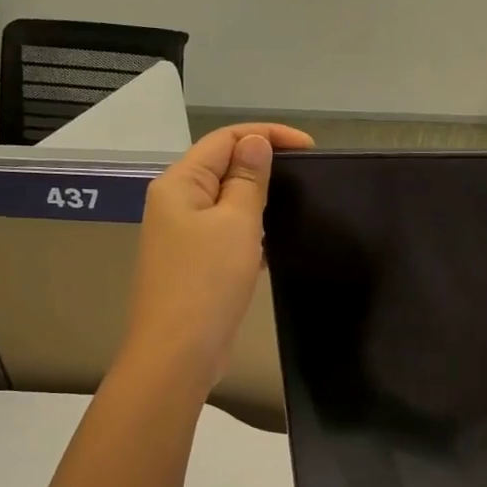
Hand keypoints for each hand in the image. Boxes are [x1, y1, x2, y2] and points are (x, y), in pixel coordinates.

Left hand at [122, 123, 314, 388]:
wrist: (178, 352)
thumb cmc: (207, 281)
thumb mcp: (237, 223)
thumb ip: (249, 180)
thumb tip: (256, 141)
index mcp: (180, 184)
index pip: (225, 139)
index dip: (267, 135)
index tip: (311, 149)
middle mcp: (176, 202)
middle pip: (223, 166)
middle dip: (264, 165)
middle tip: (307, 176)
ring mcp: (183, 234)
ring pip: (226, 201)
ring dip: (259, 199)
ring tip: (296, 206)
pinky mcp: (194, 262)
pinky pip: (226, 231)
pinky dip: (251, 229)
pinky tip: (274, 243)